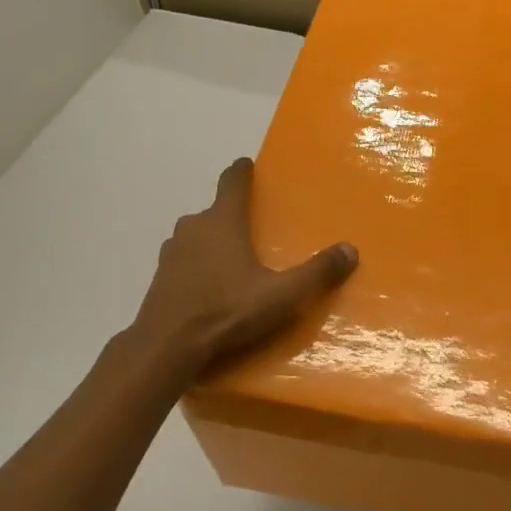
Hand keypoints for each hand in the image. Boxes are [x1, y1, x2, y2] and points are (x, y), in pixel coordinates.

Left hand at [129, 158, 357, 378]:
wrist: (168, 345)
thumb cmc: (227, 310)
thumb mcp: (282, 295)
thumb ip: (317, 273)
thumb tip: (350, 250)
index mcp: (223, 221)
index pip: (232, 182)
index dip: (241, 171)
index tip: (247, 165)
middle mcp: (194, 227)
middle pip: (215, 211)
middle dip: (232, 216)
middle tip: (253, 230)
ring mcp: (171, 252)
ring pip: (197, 236)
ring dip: (212, 242)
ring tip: (233, 261)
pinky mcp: (160, 277)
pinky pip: (184, 261)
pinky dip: (197, 266)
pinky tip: (209, 287)